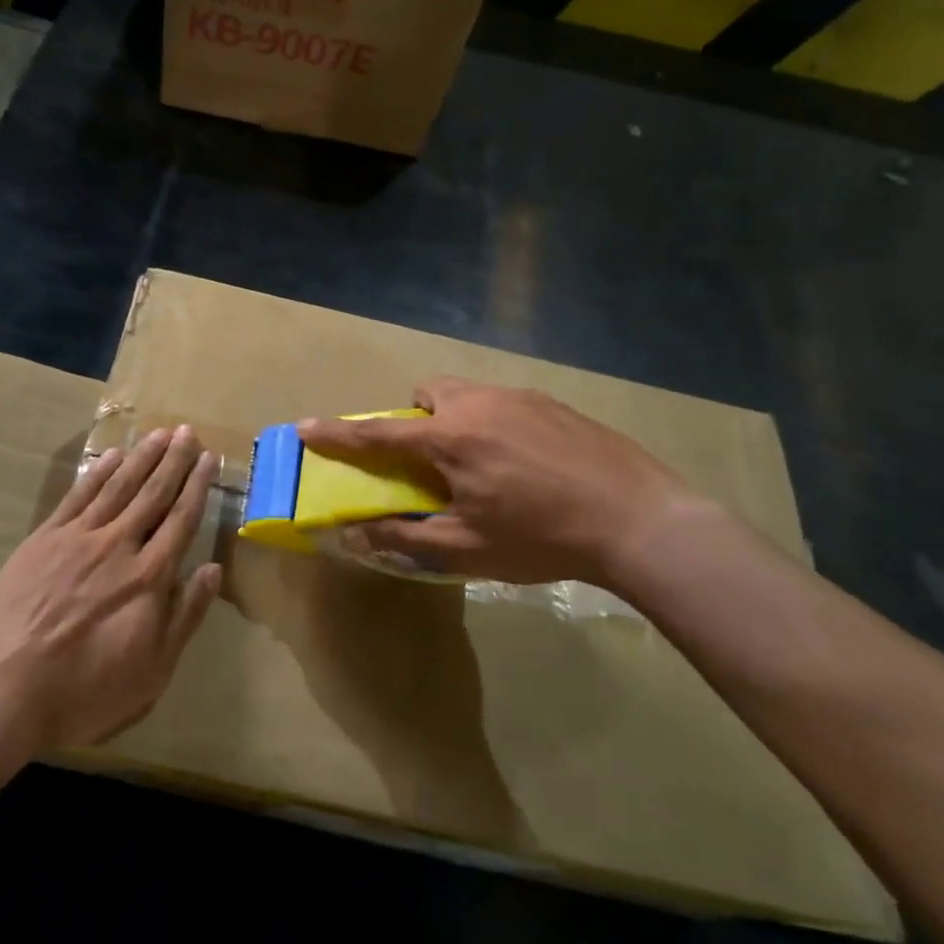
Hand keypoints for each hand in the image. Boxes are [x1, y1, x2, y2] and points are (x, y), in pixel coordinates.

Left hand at [0, 427, 221, 750]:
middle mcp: (118, 545)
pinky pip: (77, 496)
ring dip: (141, 457)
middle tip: (188, 431)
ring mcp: (78, 538)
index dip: (198, 486)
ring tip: (160, 434)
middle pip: (153, 493)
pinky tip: (111, 456)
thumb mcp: (152, 673)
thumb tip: (214, 570)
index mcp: (149, 576)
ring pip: (118, 486)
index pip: (182, 519)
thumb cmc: (84, 691)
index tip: (210, 458)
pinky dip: (97, 472)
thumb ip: (185, 617)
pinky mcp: (43, 540)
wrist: (3, 690)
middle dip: (174, 460)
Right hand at [298, 377, 697, 587]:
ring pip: (466, 394)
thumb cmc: (543, 538)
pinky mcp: (552, 402)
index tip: (305, 426)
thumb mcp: (468, 549)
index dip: (337, 433)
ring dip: (454, 419)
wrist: (638, 519)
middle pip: (427, 394)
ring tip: (482, 464)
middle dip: (414, 419)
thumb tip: (356, 535)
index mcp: (451, 439)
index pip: (378, 433)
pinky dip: (492, 422)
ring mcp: (520, 397)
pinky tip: (525, 461)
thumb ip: (406, 539)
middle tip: (432, 461)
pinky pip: (502, 402)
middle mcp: (478, 404)